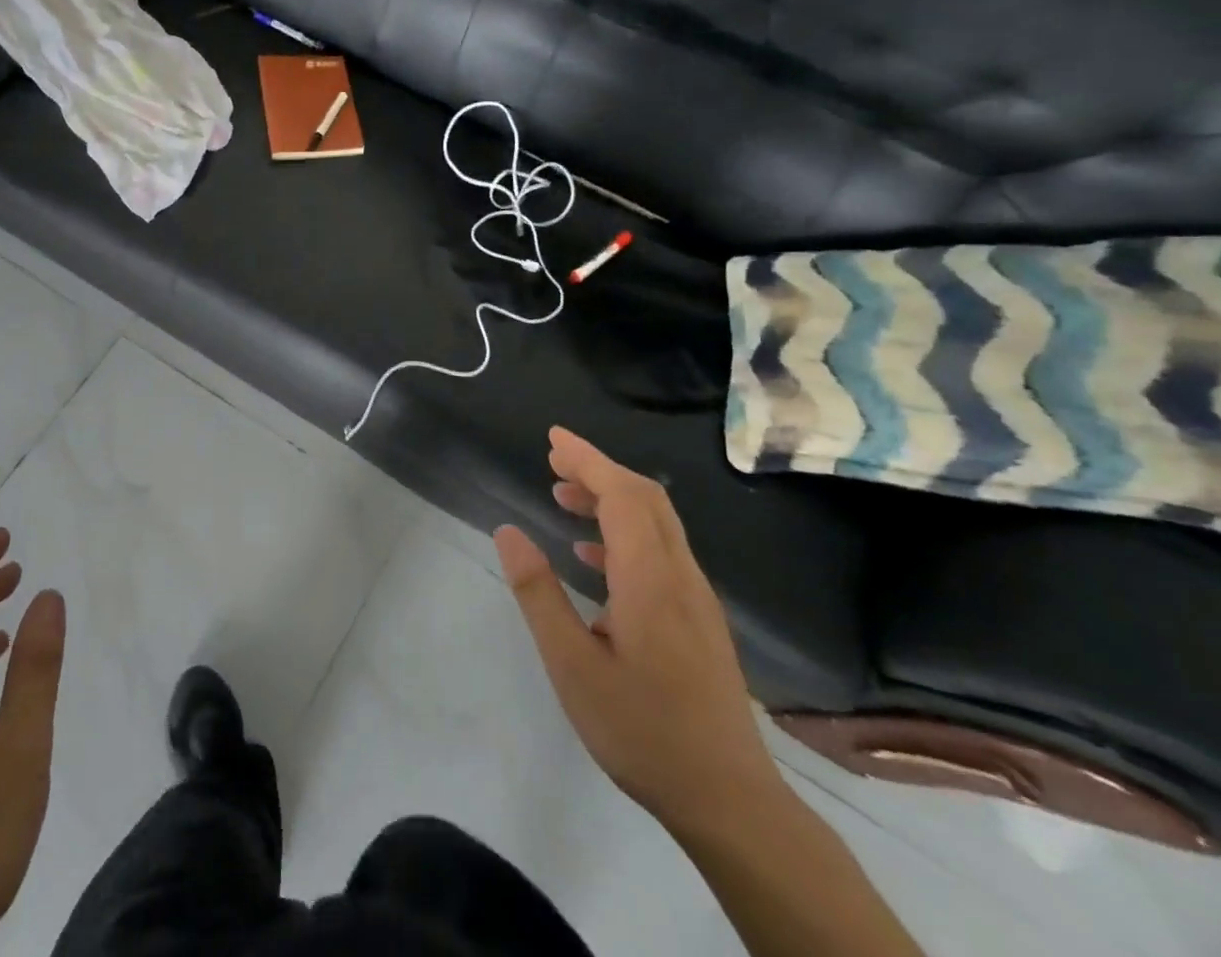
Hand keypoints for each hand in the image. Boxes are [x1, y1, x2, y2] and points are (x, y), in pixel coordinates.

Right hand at [494, 428, 783, 836]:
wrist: (731, 801)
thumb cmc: (643, 730)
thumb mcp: (572, 666)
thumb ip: (539, 594)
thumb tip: (508, 532)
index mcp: (650, 579)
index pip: (622, 495)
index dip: (588, 459)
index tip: (552, 439)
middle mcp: (681, 577)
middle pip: (646, 499)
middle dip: (599, 469)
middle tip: (553, 460)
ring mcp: (697, 599)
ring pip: (657, 524)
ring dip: (611, 498)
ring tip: (563, 497)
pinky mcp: (701, 621)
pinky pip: (662, 552)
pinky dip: (625, 532)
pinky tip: (593, 556)